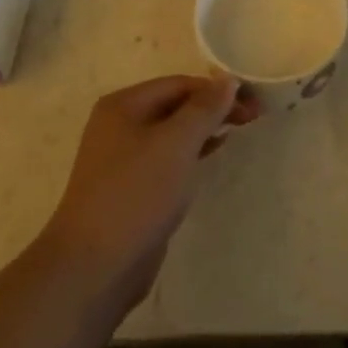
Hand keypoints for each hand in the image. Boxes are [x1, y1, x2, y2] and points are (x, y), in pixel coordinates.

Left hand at [37, 75, 256, 319]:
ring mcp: (123, 158)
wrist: (94, 267)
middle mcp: (119, 125)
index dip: (217, 89)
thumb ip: (205, 109)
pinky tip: (212, 154)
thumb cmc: (136, 194)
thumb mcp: (176, 144)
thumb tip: (229, 79)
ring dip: (205, 128)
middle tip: (253, 116)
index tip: (253, 102)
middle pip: (175, 105)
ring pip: (172, 132)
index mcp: (123, 105)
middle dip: (213, 108)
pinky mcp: (131, 187)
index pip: (179, 84)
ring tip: (240, 130)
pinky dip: (192, 152)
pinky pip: (167, 158)